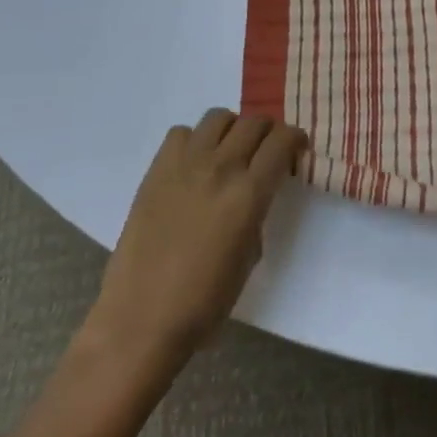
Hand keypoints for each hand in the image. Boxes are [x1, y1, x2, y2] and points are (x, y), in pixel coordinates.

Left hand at [87, 109, 307, 372]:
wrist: (141, 319)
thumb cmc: (205, 301)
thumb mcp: (251, 255)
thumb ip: (258, 212)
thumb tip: (256, 192)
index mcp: (250, 194)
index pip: (282, 141)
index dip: (295, 139)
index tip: (295, 151)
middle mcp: (220, 169)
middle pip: (254, 122)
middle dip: (268, 132)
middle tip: (266, 151)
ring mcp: (184, 166)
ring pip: (218, 117)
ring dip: (232, 128)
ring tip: (230, 150)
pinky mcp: (155, 172)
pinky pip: (180, 133)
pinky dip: (194, 140)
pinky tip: (194, 164)